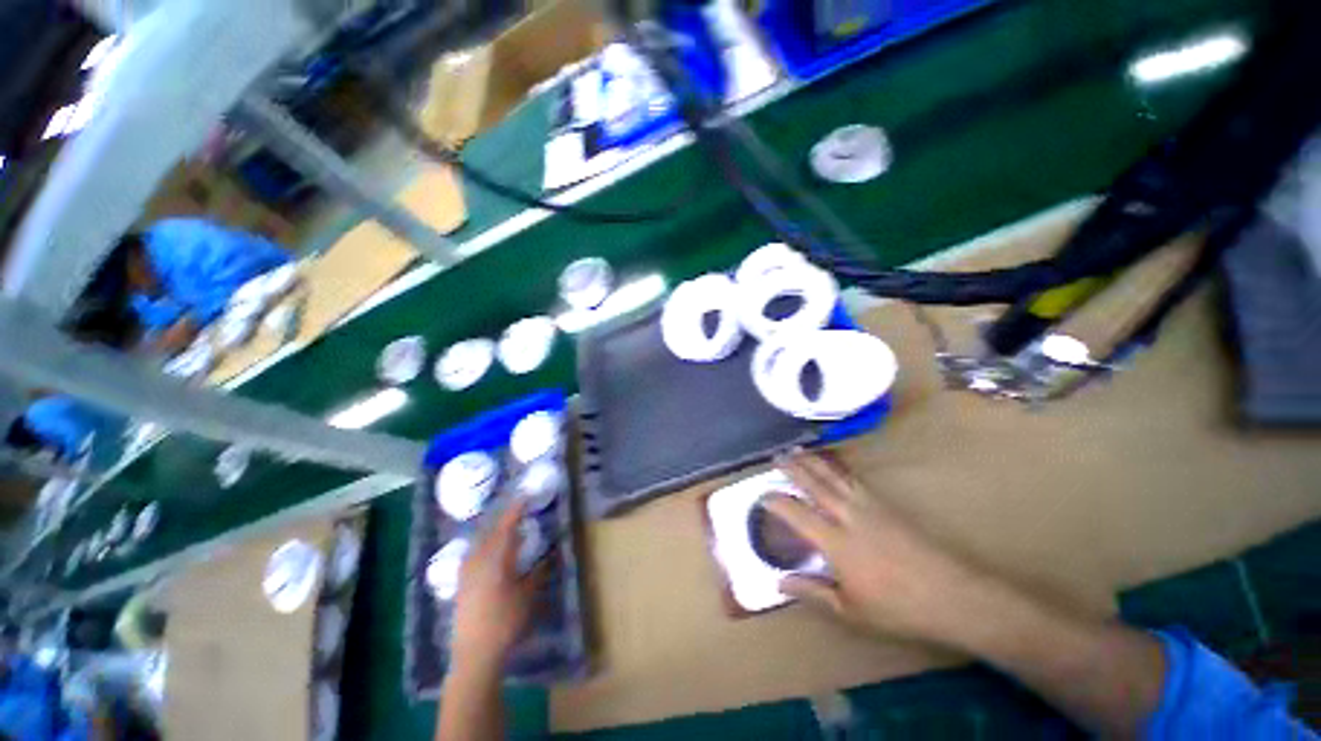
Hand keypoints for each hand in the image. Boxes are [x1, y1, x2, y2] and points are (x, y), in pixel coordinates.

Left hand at [450, 500, 545, 669]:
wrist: (474, 654)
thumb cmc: (505, 622)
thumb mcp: (528, 595)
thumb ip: (539, 571)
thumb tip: (550, 554)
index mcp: (496, 558)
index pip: (506, 526)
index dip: (516, 509)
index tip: (526, 495)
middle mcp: (478, 560)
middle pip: (490, 530)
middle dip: (504, 517)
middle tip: (518, 509)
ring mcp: (466, 572)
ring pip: (479, 541)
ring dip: (492, 530)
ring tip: (505, 526)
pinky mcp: (461, 584)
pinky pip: (473, 553)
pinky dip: (484, 544)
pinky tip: (488, 550)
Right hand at [765, 451, 995, 646]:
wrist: (952, 594)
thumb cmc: (898, 608)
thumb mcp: (850, 611)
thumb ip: (812, 592)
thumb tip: (779, 582)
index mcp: (836, 542)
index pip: (797, 513)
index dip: (776, 501)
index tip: (762, 495)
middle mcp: (848, 516)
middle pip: (814, 484)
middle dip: (793, 468)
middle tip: (776, 457)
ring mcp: (869, 506)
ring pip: (834, 476)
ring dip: (813, 461)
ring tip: (797, 450)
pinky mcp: (886, 504)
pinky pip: (854, 479)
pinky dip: (838, 468)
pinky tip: (833, 466)